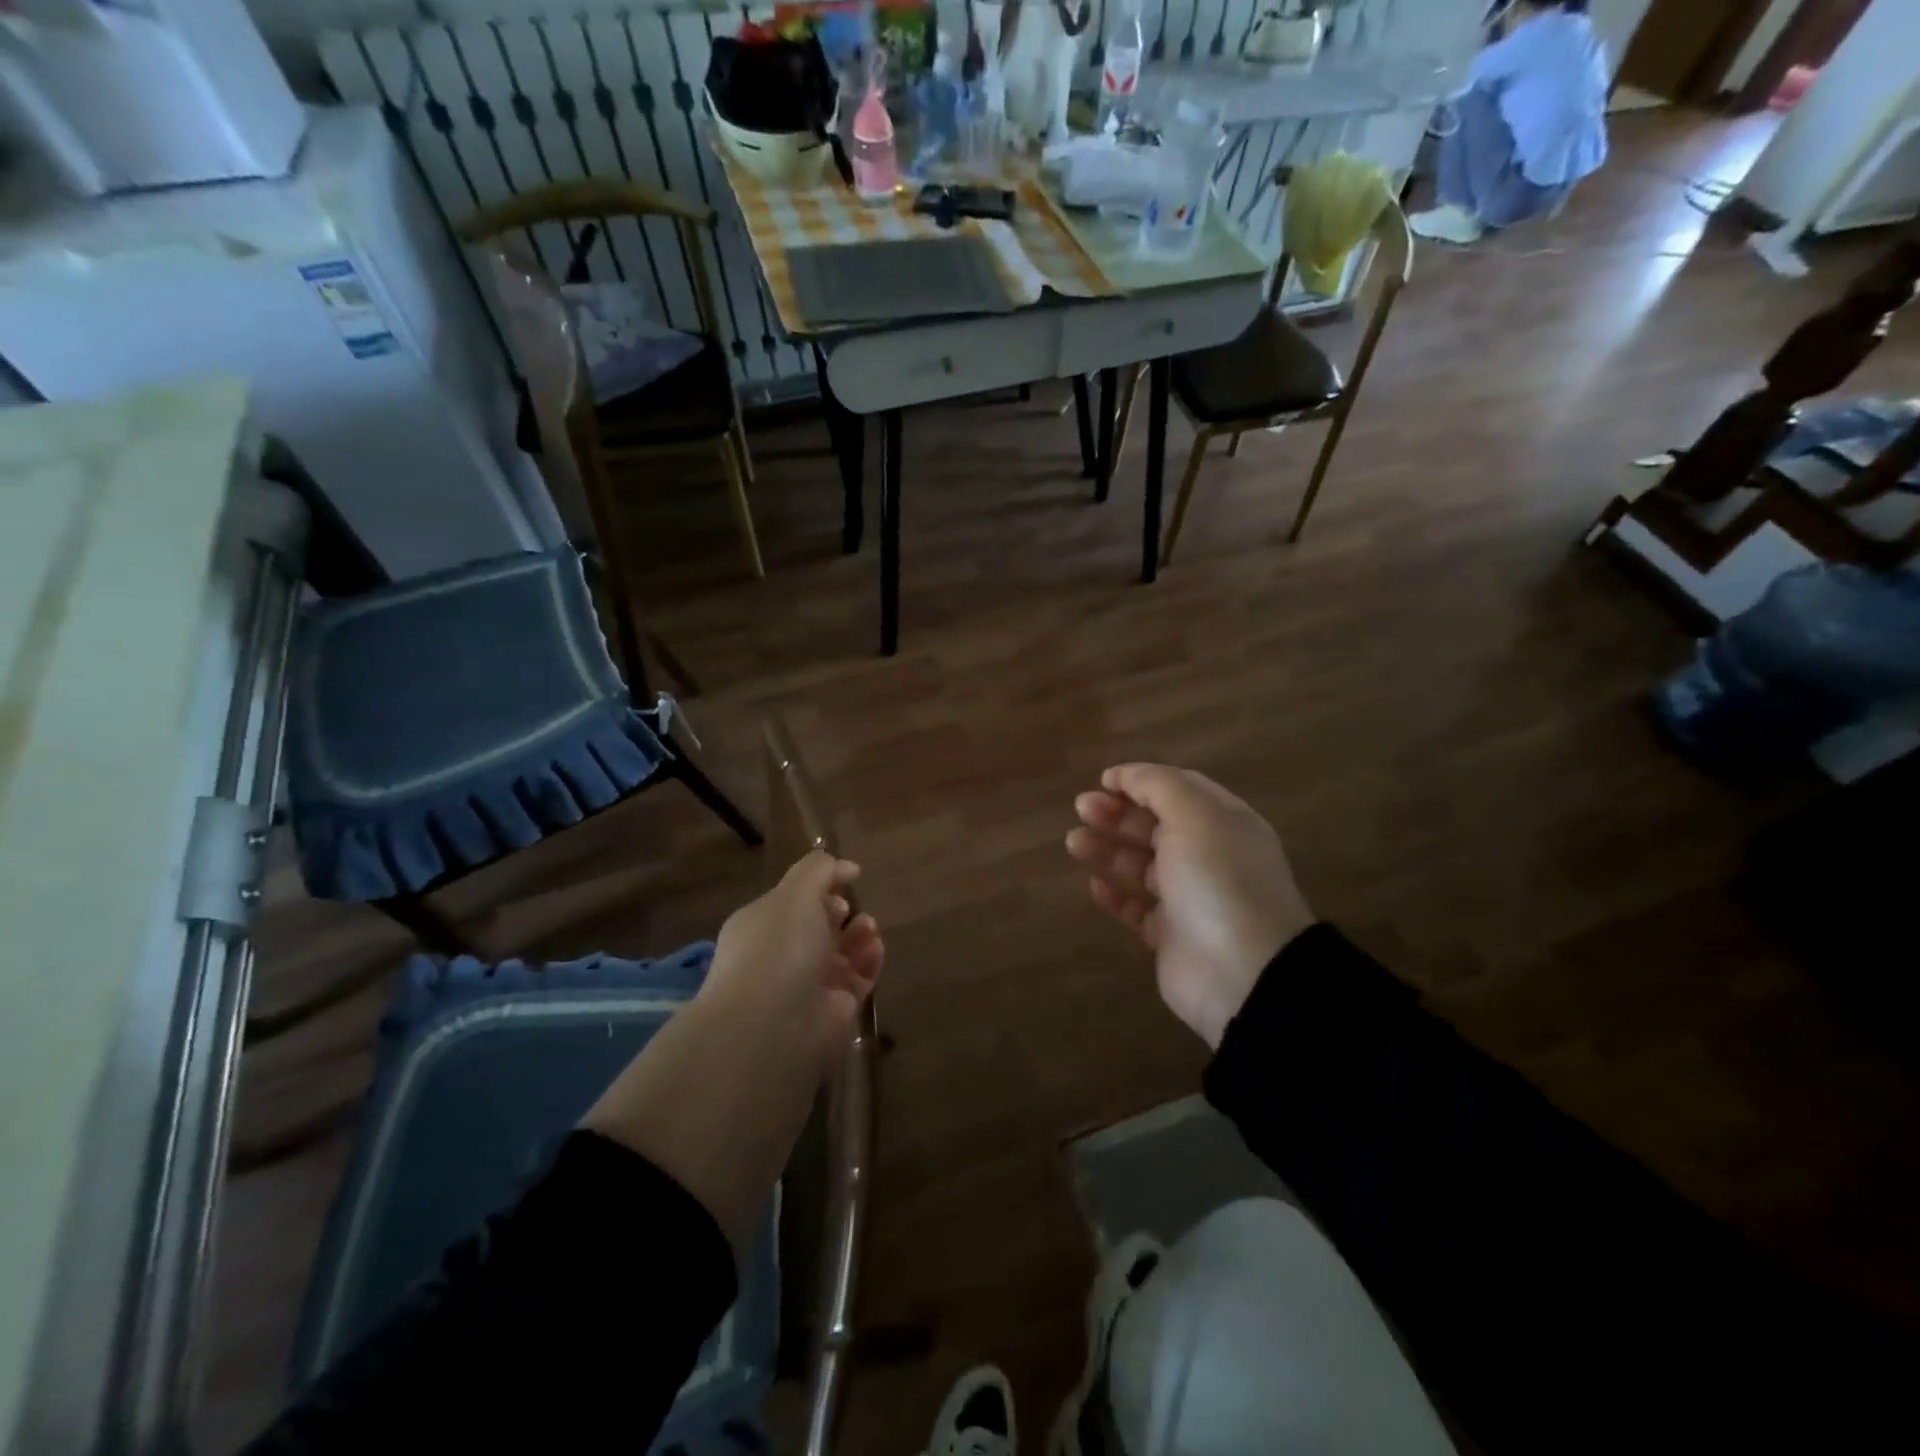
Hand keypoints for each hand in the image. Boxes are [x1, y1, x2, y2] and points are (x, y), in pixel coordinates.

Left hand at [702, 850, 883, 1077]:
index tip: (849, 874)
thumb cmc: (779, 948)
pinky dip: (869, 960)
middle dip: (837, 911)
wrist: (774, 1028)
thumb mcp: (795, 893)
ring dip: (859, 934)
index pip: (792, 900)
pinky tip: (874, 947)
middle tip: (848, 907)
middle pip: (817, 926)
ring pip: (841, 952)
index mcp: (761, 925)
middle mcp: (780, 955)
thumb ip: (818, 870)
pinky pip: (858, 978)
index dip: (819, 885)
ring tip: (868, 926)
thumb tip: (843, 865)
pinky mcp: (835, 1011)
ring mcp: (808, 985)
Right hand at [1067, 764, 1312, 1048]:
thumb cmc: (1217, 879)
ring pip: (1142, 865)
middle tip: (1081, 808)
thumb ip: (1157, 786)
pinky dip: (1116, 895)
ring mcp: (1190, 898)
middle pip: (1156, 825)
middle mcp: (1209, 856)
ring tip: (1074, 842)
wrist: (1242, 971)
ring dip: (1108, 849)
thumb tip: (1124, 775)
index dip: (1141, 781)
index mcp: (1223, 823)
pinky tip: (1093, 885)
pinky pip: (1138, 909)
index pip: (1179, 790)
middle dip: (1117, 813)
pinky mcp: (1172, 936)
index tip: (1102, 781)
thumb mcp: (1192, 815)